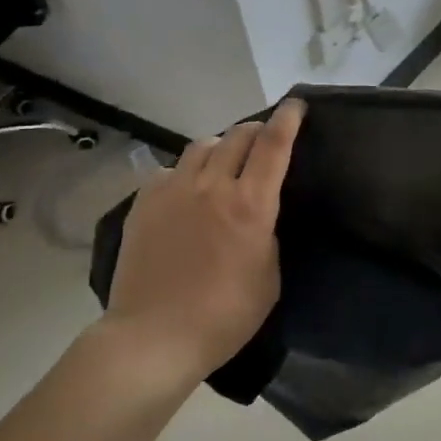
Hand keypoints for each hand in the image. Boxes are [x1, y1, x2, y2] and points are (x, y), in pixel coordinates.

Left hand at [103, 99, 304, 381]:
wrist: (154, 337)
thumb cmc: (224, 316)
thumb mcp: (269, 277)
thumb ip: (267, 235)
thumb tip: (257, 215)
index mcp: (250, 205)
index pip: (273, 145)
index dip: (287, 119)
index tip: (296, 104)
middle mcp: (212, 186)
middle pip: (238, 136)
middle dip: (256, 130)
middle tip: (262, 139)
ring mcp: (173, 191)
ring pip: (202, 146)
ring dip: (221, 146)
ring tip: (224, 162)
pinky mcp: (144, 203)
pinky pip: (170, 170)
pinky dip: (186, 171)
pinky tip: (187, 190)